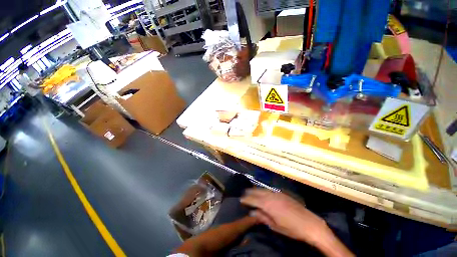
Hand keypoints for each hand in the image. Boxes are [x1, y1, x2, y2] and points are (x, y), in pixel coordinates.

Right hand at [240, 189, 330, 245]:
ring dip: (256, 190)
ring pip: (263, 189)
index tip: (241, 199)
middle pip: (257, 191)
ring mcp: (277, 193)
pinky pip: (270, 190)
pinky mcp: (282, 193)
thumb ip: (262, 217)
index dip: (246, 199)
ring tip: (251, 191)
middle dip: (250, 192)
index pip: (253, 199)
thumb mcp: (275, 226)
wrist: (309, 223)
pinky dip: (264, 190)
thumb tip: (252, 212)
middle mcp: (271, 195)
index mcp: (268, 204)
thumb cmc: (291, 228)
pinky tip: (263, 192)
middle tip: (244, 193)